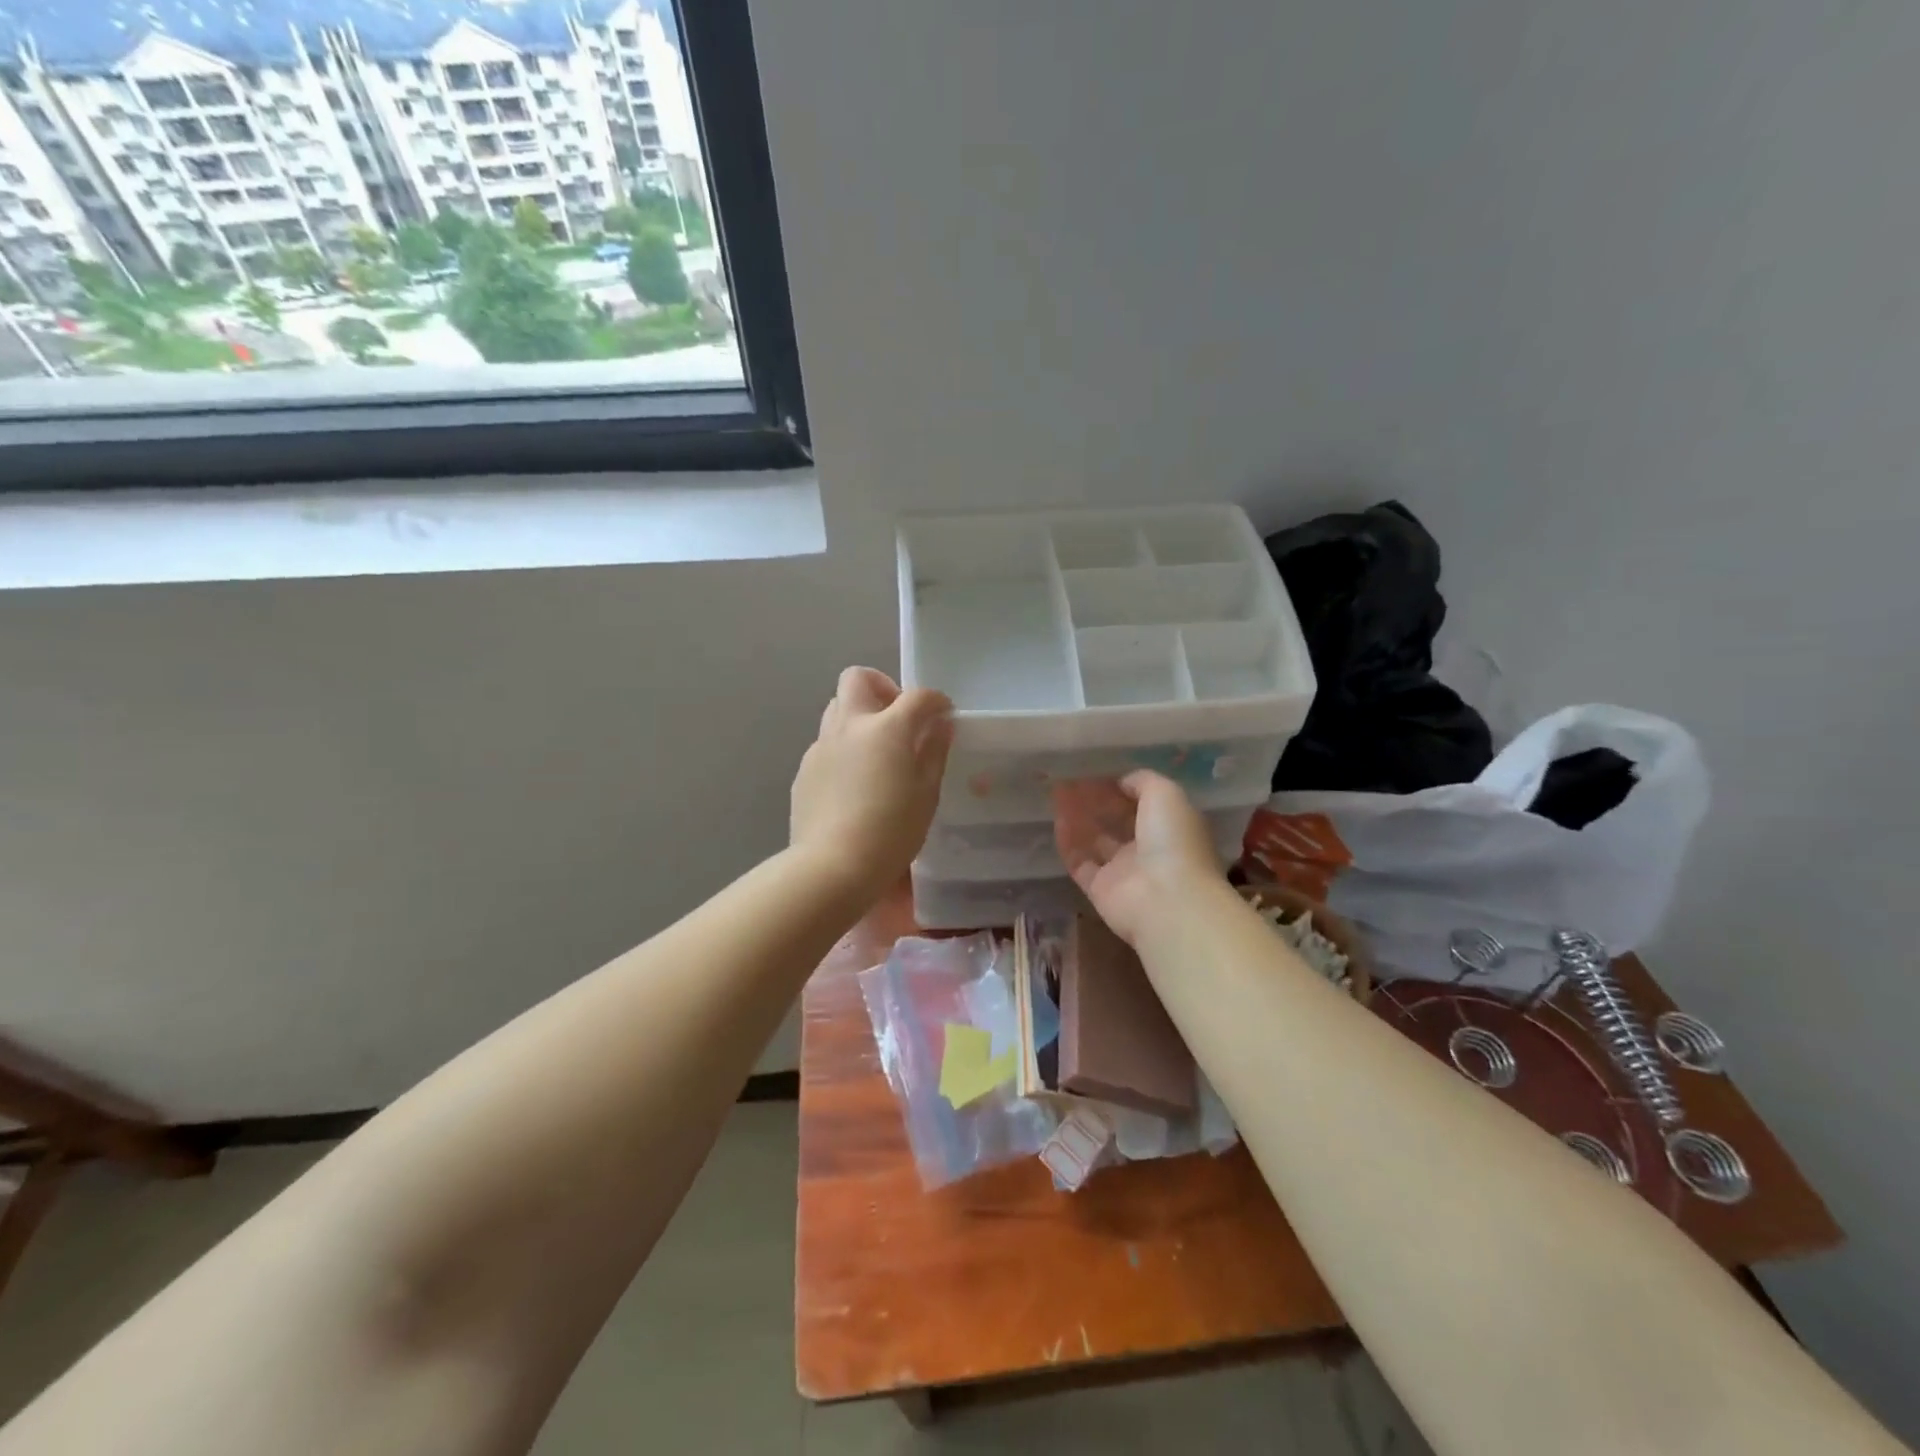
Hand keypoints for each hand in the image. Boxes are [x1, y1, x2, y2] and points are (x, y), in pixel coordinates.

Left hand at [790, 667, 954, 901]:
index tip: (943, 715)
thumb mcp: (927, 794)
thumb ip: (934, 752)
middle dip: (881, 687)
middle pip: (858, 679)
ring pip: (836, 709)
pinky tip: (852, 783)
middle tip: (897, 717)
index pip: (917, 696)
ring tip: (875, 750)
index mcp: (886, 728)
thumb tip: (940, 725)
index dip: (935, 701)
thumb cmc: (891, 832)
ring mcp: (821, 746)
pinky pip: (825, 744)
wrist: (832, 866)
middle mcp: (849, 726)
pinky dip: (842, 749)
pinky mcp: (804, 770)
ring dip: (858, 716)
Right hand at [1053, 771, 1224, 945]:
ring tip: (1058, 795)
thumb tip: (1122, 781)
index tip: (1098, 772)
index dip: (1121, 788)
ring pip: (1097, 841)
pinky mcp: (1100, 889)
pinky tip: (1057, 821)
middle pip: (1118, 822)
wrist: (1166, 899)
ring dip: (1079, 819)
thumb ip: (1143, 781)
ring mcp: (1123, 871)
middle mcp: (1148, 849)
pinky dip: (1069, 843)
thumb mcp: (1166, 794)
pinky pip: (1080, 862)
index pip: (1143, 803)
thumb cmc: (1172, 840)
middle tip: (1071, 781)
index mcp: (1170, 827)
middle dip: (1097, 802)